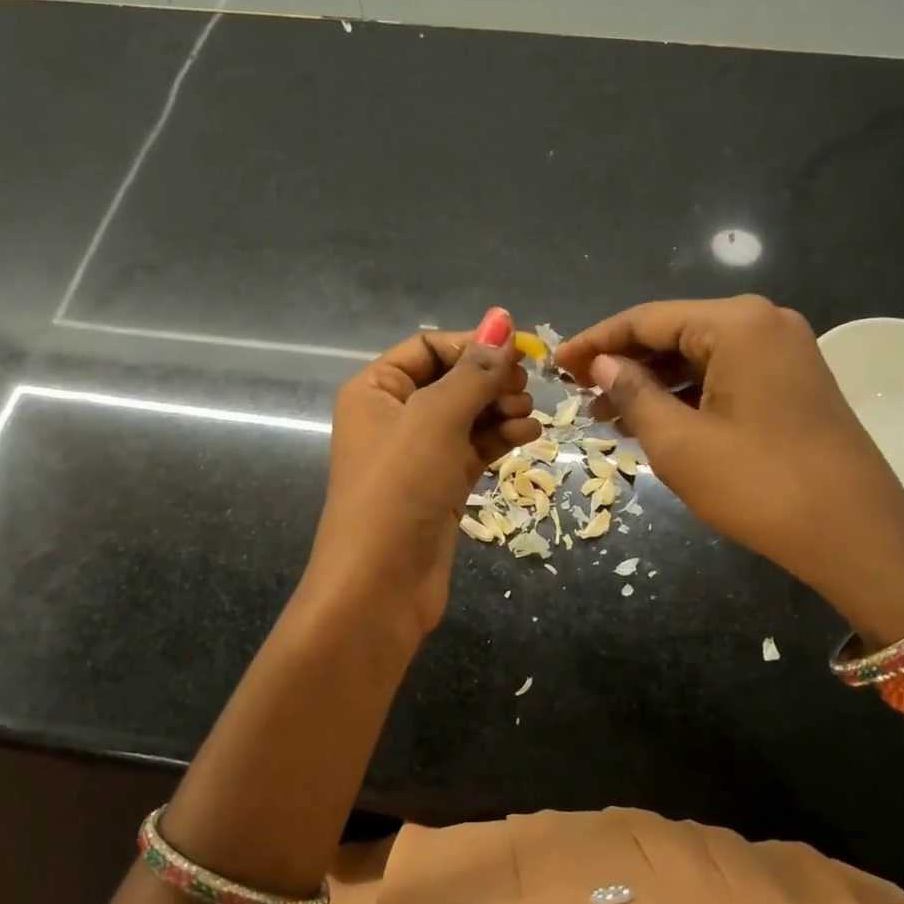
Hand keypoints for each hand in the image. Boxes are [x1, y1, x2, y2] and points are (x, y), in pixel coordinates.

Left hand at [304, 310, 539, 639]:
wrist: (380, 584)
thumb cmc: (399, 488)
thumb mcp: (435, 418)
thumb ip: (473, 370)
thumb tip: (503, 318)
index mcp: (375, 390)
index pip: (429, 347)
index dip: (474, 343)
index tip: (522, 349)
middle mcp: (393, 416)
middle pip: (452, 379)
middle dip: (490, 379)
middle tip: (524, 387)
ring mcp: (418, 453)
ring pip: (468, 414)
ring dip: (501, 408)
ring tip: (528, 414)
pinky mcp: (441, 484)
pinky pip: (475, 446)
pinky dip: (501, 436)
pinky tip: (528, 433)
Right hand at [557, 296, 903, 642]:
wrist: (856, 536)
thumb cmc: (759, 485)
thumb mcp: (679, 442)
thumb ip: (633, 393)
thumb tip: (601, 364)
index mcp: (736, 323)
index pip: (646, 318)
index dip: (595, 341)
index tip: (556, 364)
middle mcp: (764, 323)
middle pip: (673, 332)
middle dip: (623, 364)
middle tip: (578, 395)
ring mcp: (784, 351)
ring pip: (698, 356)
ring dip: (651, 382)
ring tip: (606, 415)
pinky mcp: (792, 381)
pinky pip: (724, 375)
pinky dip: (685, 394)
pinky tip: (653, 420)